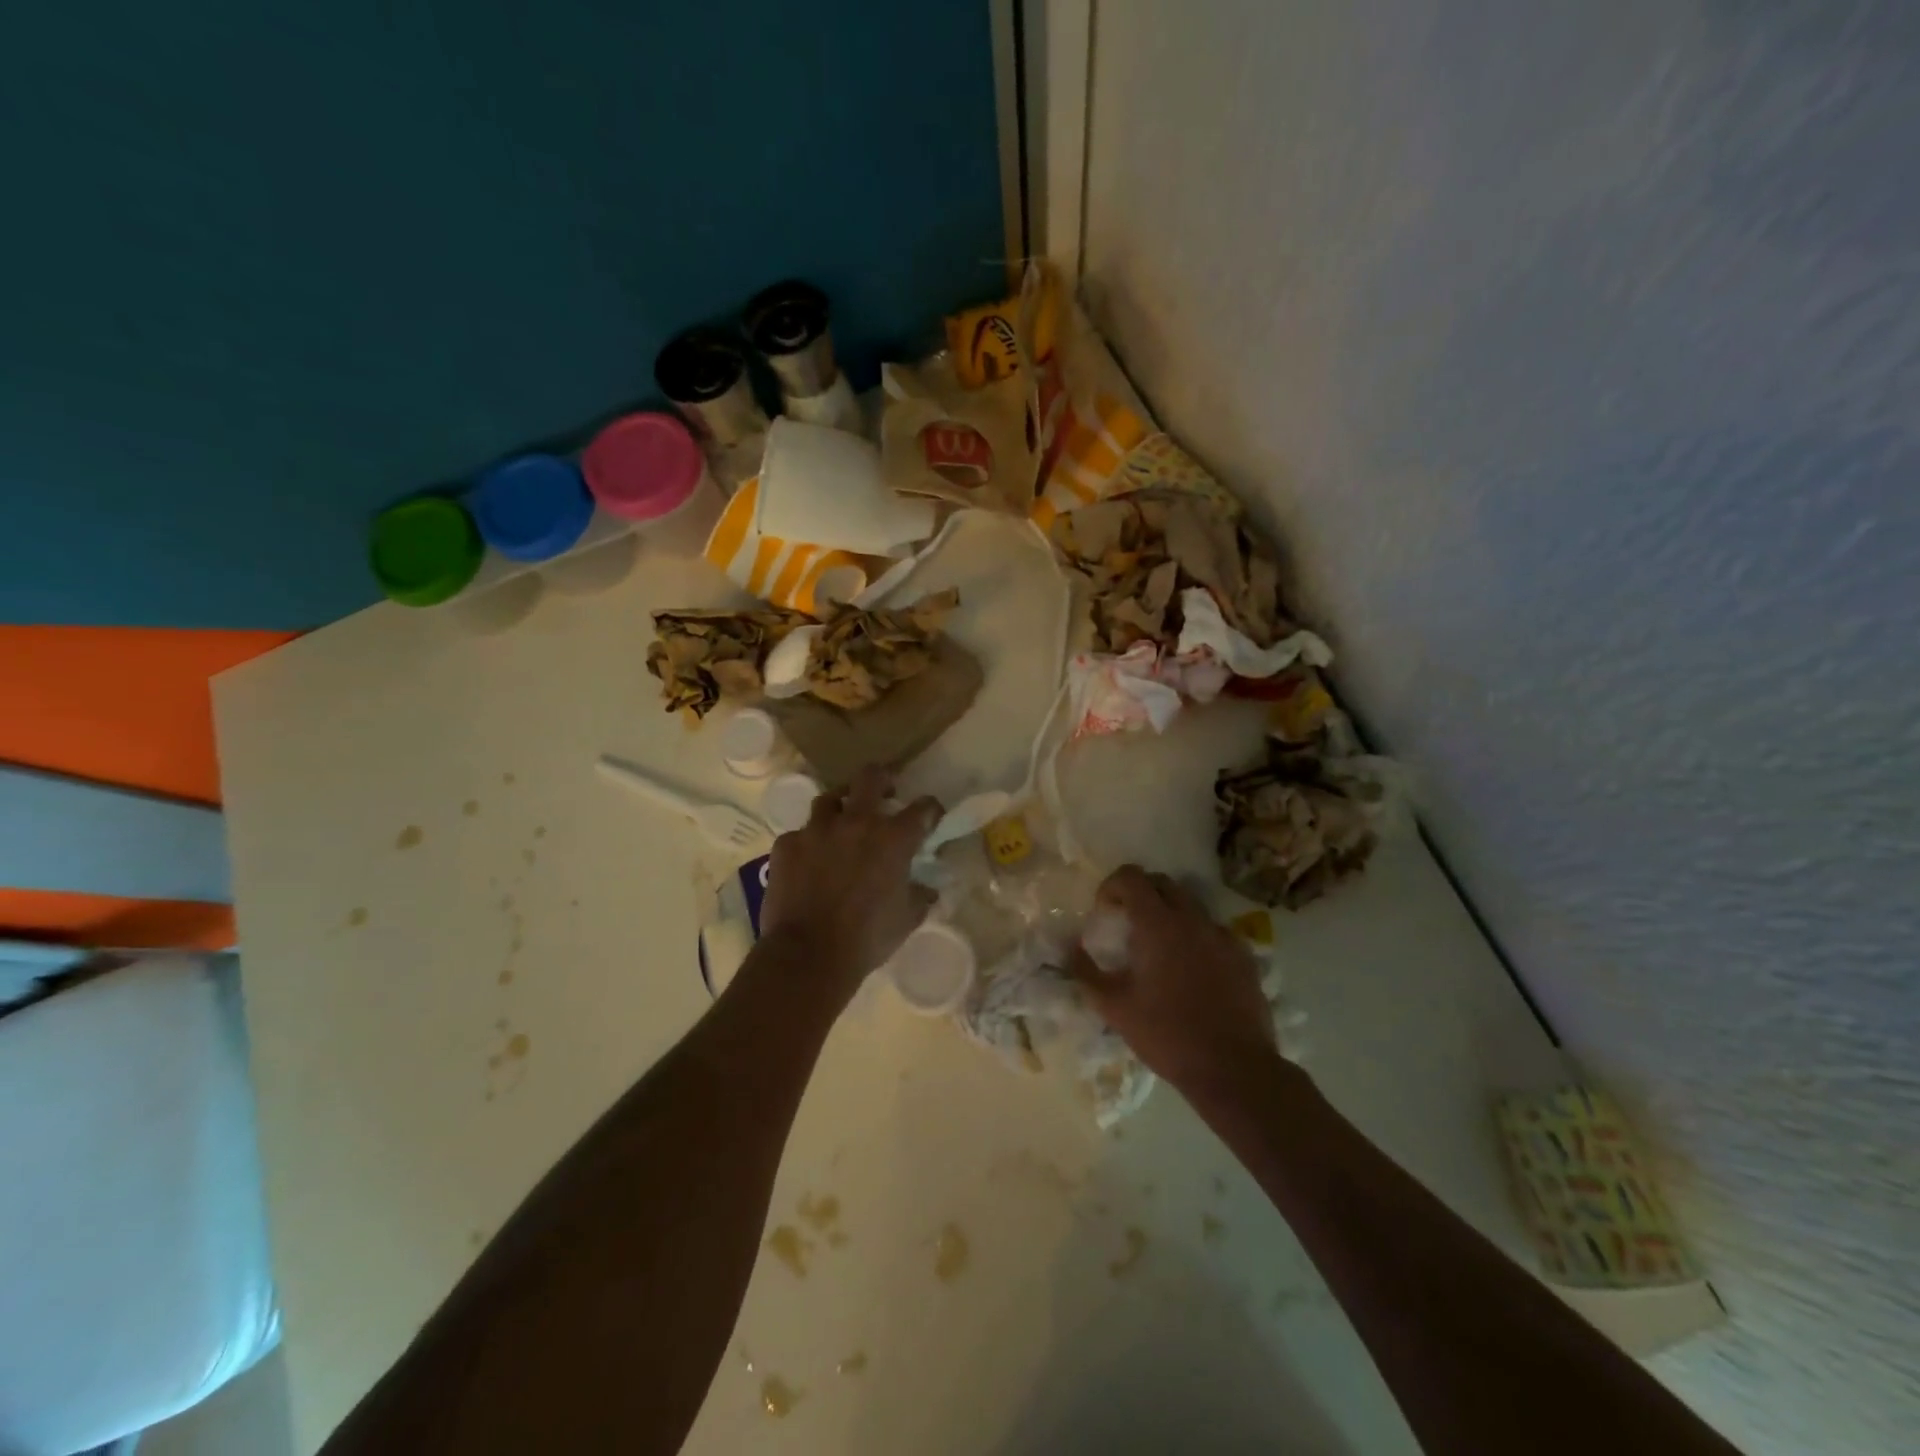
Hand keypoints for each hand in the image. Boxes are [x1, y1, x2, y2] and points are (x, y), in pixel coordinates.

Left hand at [759, 765, 941, 1002]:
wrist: (807, 955)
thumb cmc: (867, 938)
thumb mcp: (907, 919)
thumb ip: (920, 895)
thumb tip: (928, 887)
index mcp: (893, 838)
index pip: (923, 808)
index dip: (931, 809)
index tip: (931, 816)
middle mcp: (856, 822)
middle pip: (871, 777)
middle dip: (882, 779)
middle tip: (884, 793)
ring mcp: (817, 830)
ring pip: (829, 799)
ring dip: (840, 807)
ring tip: (841, 823)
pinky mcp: (786, 844)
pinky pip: (800, 834)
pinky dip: (808, 844)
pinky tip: (808, 861)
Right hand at [1069, 865, 1276, 1095]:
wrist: (1233, 1069)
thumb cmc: (1166, 1034)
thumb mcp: (1114, 1007)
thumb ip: (1086, 972)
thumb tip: (1069, 948)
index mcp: (1158, 924)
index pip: (1132, 877)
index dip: (1112, 886)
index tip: (1104, 912)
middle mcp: (1192, 919)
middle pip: (1162, 883)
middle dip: (1140, 894)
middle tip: (1127, 924)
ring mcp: (1222, 936)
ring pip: (1191, 905)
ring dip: (1169, 914)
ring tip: (1159, 949)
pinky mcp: (1243, 956)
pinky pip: (1213, 931)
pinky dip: (1196, 937)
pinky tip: (1191, 971)